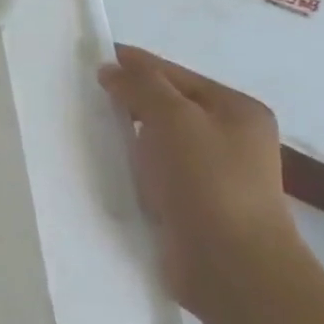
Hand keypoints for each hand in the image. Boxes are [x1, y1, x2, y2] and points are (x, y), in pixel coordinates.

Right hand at [99, 46, 298, 313]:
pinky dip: (135, 168)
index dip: (136, 65)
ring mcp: (215, 175)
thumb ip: (142, 86)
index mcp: (237, 109)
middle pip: (170, 107)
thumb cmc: (206, 181)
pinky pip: (158, 174)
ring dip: (130, 137)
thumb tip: (112, 68)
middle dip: (131, 100)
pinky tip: (111, 169)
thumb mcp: (173, 118)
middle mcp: (232, 138)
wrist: (231, 265)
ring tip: (91, 131)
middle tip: (87, 96)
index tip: (94, 59)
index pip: (176, 74)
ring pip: (161, 142)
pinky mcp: (196, 206)